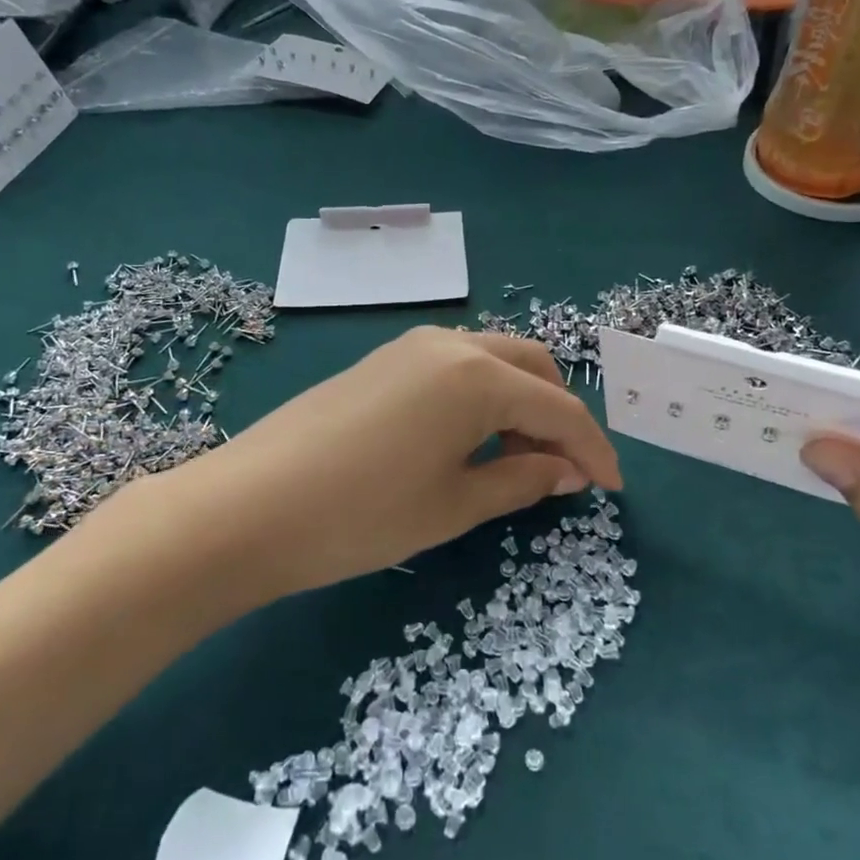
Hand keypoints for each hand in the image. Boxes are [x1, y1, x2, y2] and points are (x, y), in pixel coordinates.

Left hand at [194, 328, 621, 598]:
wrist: (246, 507)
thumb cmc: (361, 515)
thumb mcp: (454, 506)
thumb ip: (522, 481)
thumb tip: (568, 471)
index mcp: (478, 376)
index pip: (559, 409)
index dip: (594, 450)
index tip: (612, 488)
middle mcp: (450, 344)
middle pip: (532, 368)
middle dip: (558, 415)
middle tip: (561, 472)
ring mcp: (410, 346)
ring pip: (493, 362)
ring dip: (519, 404)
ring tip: (514, 463)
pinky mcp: (382, 360)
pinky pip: (455, 367)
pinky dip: (481, 397)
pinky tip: (468, 441)